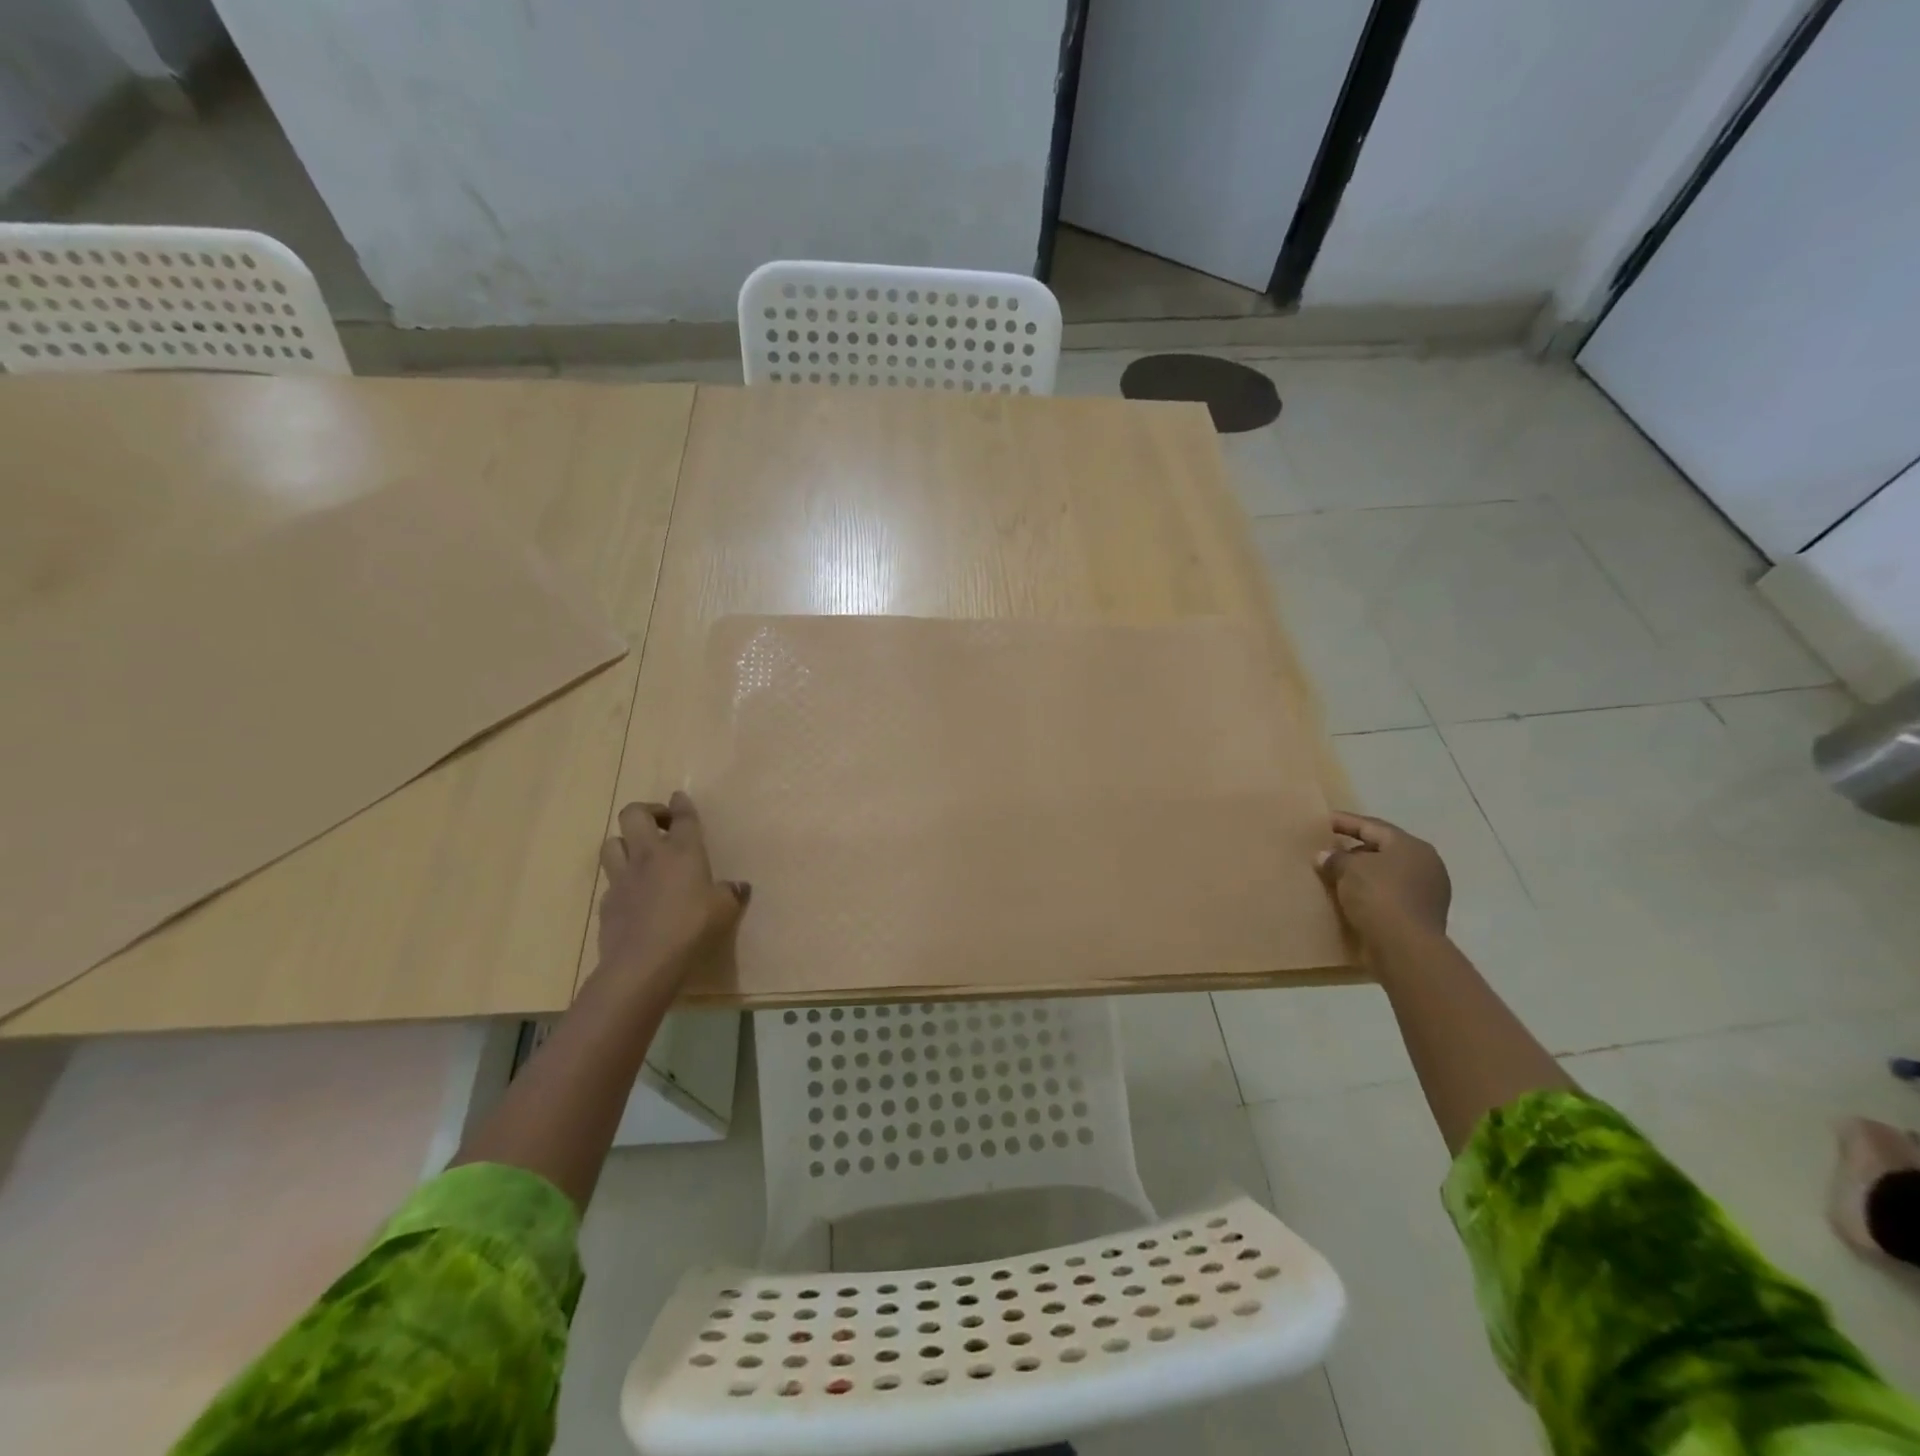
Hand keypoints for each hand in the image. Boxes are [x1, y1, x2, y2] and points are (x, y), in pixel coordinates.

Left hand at [596, 792, 749, 979]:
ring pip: (612, 842)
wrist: (643, 961)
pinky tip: (632, 893)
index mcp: (683, 850)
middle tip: (660, 824)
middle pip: (634, 814)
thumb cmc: (691, 927)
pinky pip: (610, 880)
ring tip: (639, 854)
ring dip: (625, 842)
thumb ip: (731, 894)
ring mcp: (623, 877)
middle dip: (646, 812)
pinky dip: (620, 880)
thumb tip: (740, 887)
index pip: (682, 816)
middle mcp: (649, 855)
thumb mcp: (724, 910)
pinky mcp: (606, 901)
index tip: (679, 798)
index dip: (681, 804)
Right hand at [1315, 810, 1451, 940]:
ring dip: (1362, 874)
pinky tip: (1350, 898)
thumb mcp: (1349, 869)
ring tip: (1335, 875)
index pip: (1372, 826)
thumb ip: (1335, 858)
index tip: (1323, 821)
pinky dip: (1370, 893)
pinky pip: (1389, 896)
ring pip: (1386, 874)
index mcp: (1411, 846)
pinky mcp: (1421, 916)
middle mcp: (1425, 865)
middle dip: (1354, 849)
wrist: (1405, 947)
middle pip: (1382, 849)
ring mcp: (1427, 892)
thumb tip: (1325, 856)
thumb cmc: (1379, 896)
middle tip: (1328, 849)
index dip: (1345, 822)